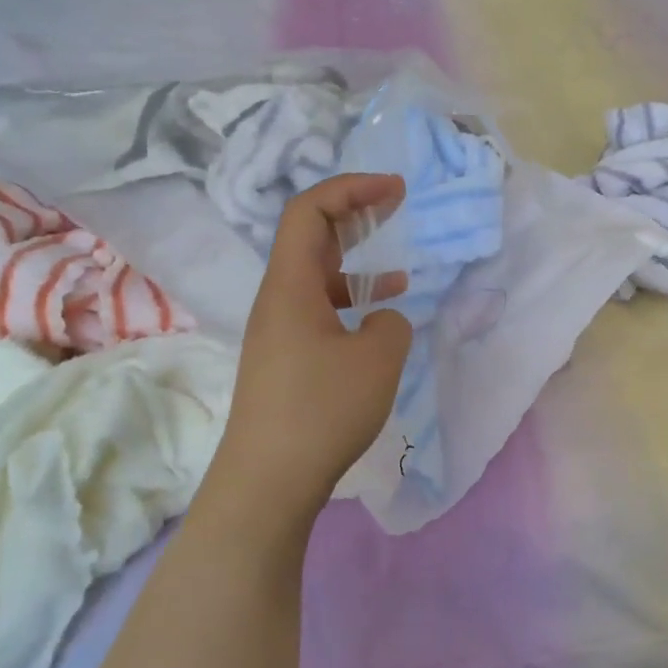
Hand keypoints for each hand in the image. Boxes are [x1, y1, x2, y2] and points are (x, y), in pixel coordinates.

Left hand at [218, 174, 412, 512]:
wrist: (269, 479)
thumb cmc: (322, 409)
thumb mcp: (378, 358)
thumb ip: (392, 323)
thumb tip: (382, 319)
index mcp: (291, 285)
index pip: (309, 211)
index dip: (351, 188)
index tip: (395, 189)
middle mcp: (278, 299)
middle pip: (309, 236)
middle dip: (353, 213)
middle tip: (395, 204)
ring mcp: (278, 331)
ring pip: (316, 276)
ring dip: (356, 262)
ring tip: (399, 270)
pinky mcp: (285, 360)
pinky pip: (319, 311)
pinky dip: (351, 302)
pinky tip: (378, 322)